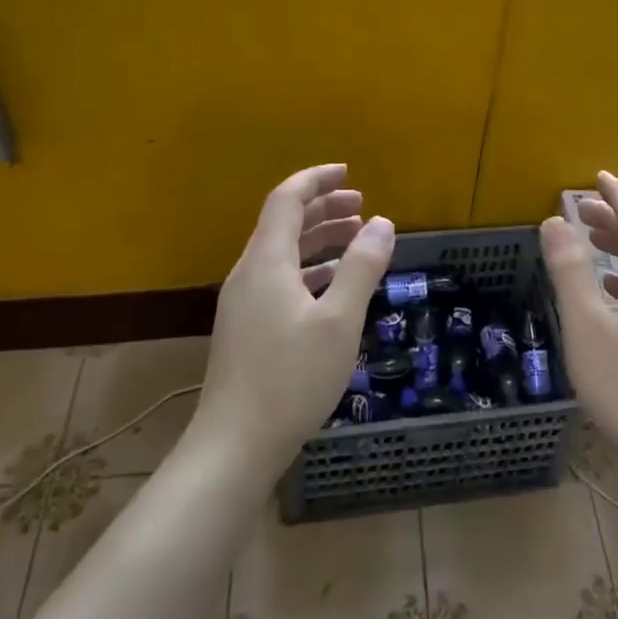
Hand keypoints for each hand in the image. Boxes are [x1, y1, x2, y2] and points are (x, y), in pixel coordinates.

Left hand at [193, 164, 395, 472]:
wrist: (234, 446)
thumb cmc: (291, 378)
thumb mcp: (339, 321)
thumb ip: (361, 267)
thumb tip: (383, 222)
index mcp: (266, 262)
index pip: (287, 200)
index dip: (316, 180)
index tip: (349, 172)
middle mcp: (249, 274)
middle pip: (284, 224)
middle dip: (323, 208)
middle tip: (361, 206)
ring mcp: (244, 303)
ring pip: (283, 254)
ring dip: (319, 240)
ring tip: (357, 239)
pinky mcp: (247, 329)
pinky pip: (280, 280)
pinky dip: (310, 270)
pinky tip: (334, 286)